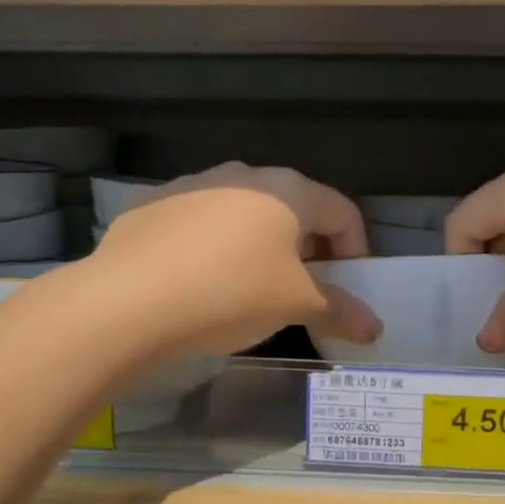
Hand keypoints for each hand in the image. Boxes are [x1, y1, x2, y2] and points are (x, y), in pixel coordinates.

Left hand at [95, 163, 378, 352]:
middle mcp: (245, 175)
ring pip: (247, 213)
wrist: (129, 300)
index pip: (343, 212)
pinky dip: (217, 247)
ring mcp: (196, 184)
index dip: (356, 251)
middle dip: (309, 249)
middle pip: (296, 209)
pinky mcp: (156, 204)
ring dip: (263, 246)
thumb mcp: (295, 306)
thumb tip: (374, 329)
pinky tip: (202, 283)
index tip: (348, 289)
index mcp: (289, 190)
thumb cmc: (232, 293)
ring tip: (251, 288)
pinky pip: (203, 223)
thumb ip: (340, 311)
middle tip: (304, 290)